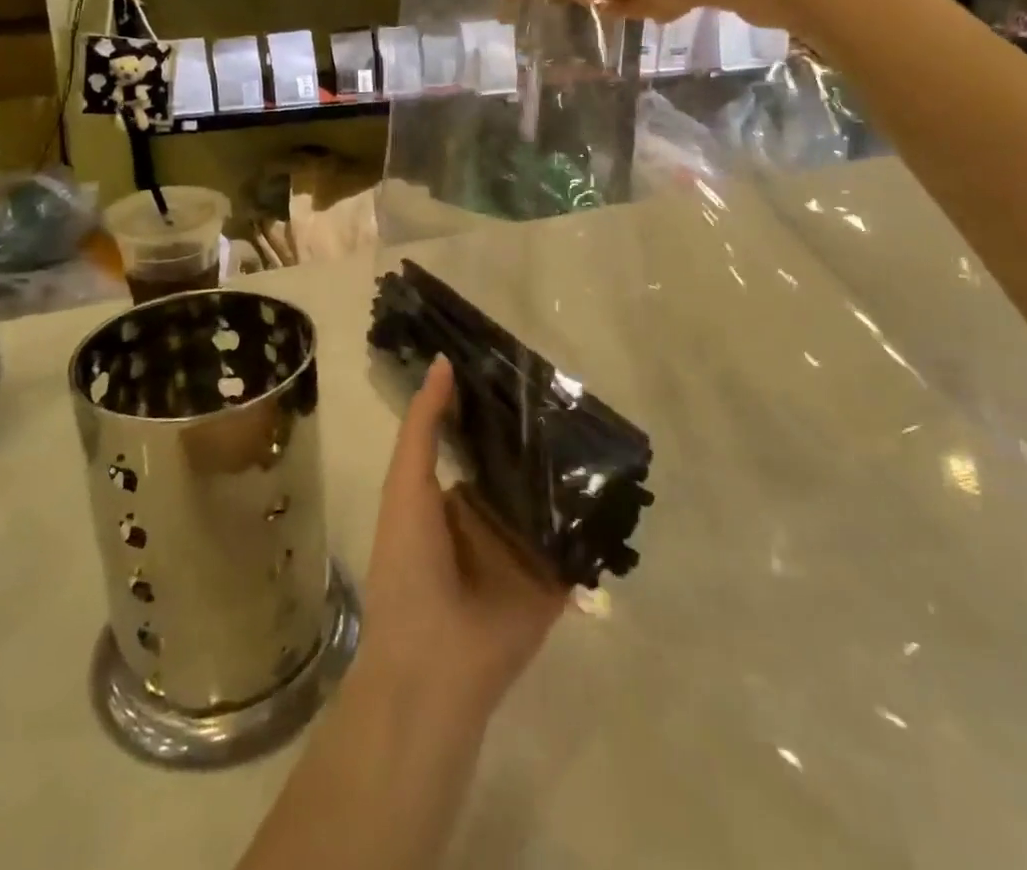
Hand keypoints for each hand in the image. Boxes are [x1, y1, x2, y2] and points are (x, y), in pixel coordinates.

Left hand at [355, 357, 569, 726]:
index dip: (501, 406)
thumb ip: (423, 425)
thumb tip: (443, 360)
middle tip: (578, 389)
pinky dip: (595, 517)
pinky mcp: (555, 578)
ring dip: (574, 470)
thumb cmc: (408, 565)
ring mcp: (526, 547)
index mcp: (455, 495)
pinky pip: (579, 541)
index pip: (484, 440)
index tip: (528, 365)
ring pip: (554, 498)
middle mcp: (493, 515)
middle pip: (524, 465)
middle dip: (545, 435)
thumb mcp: (406, 484)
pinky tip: (621, 480)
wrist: (432, 665)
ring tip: (606, 424)